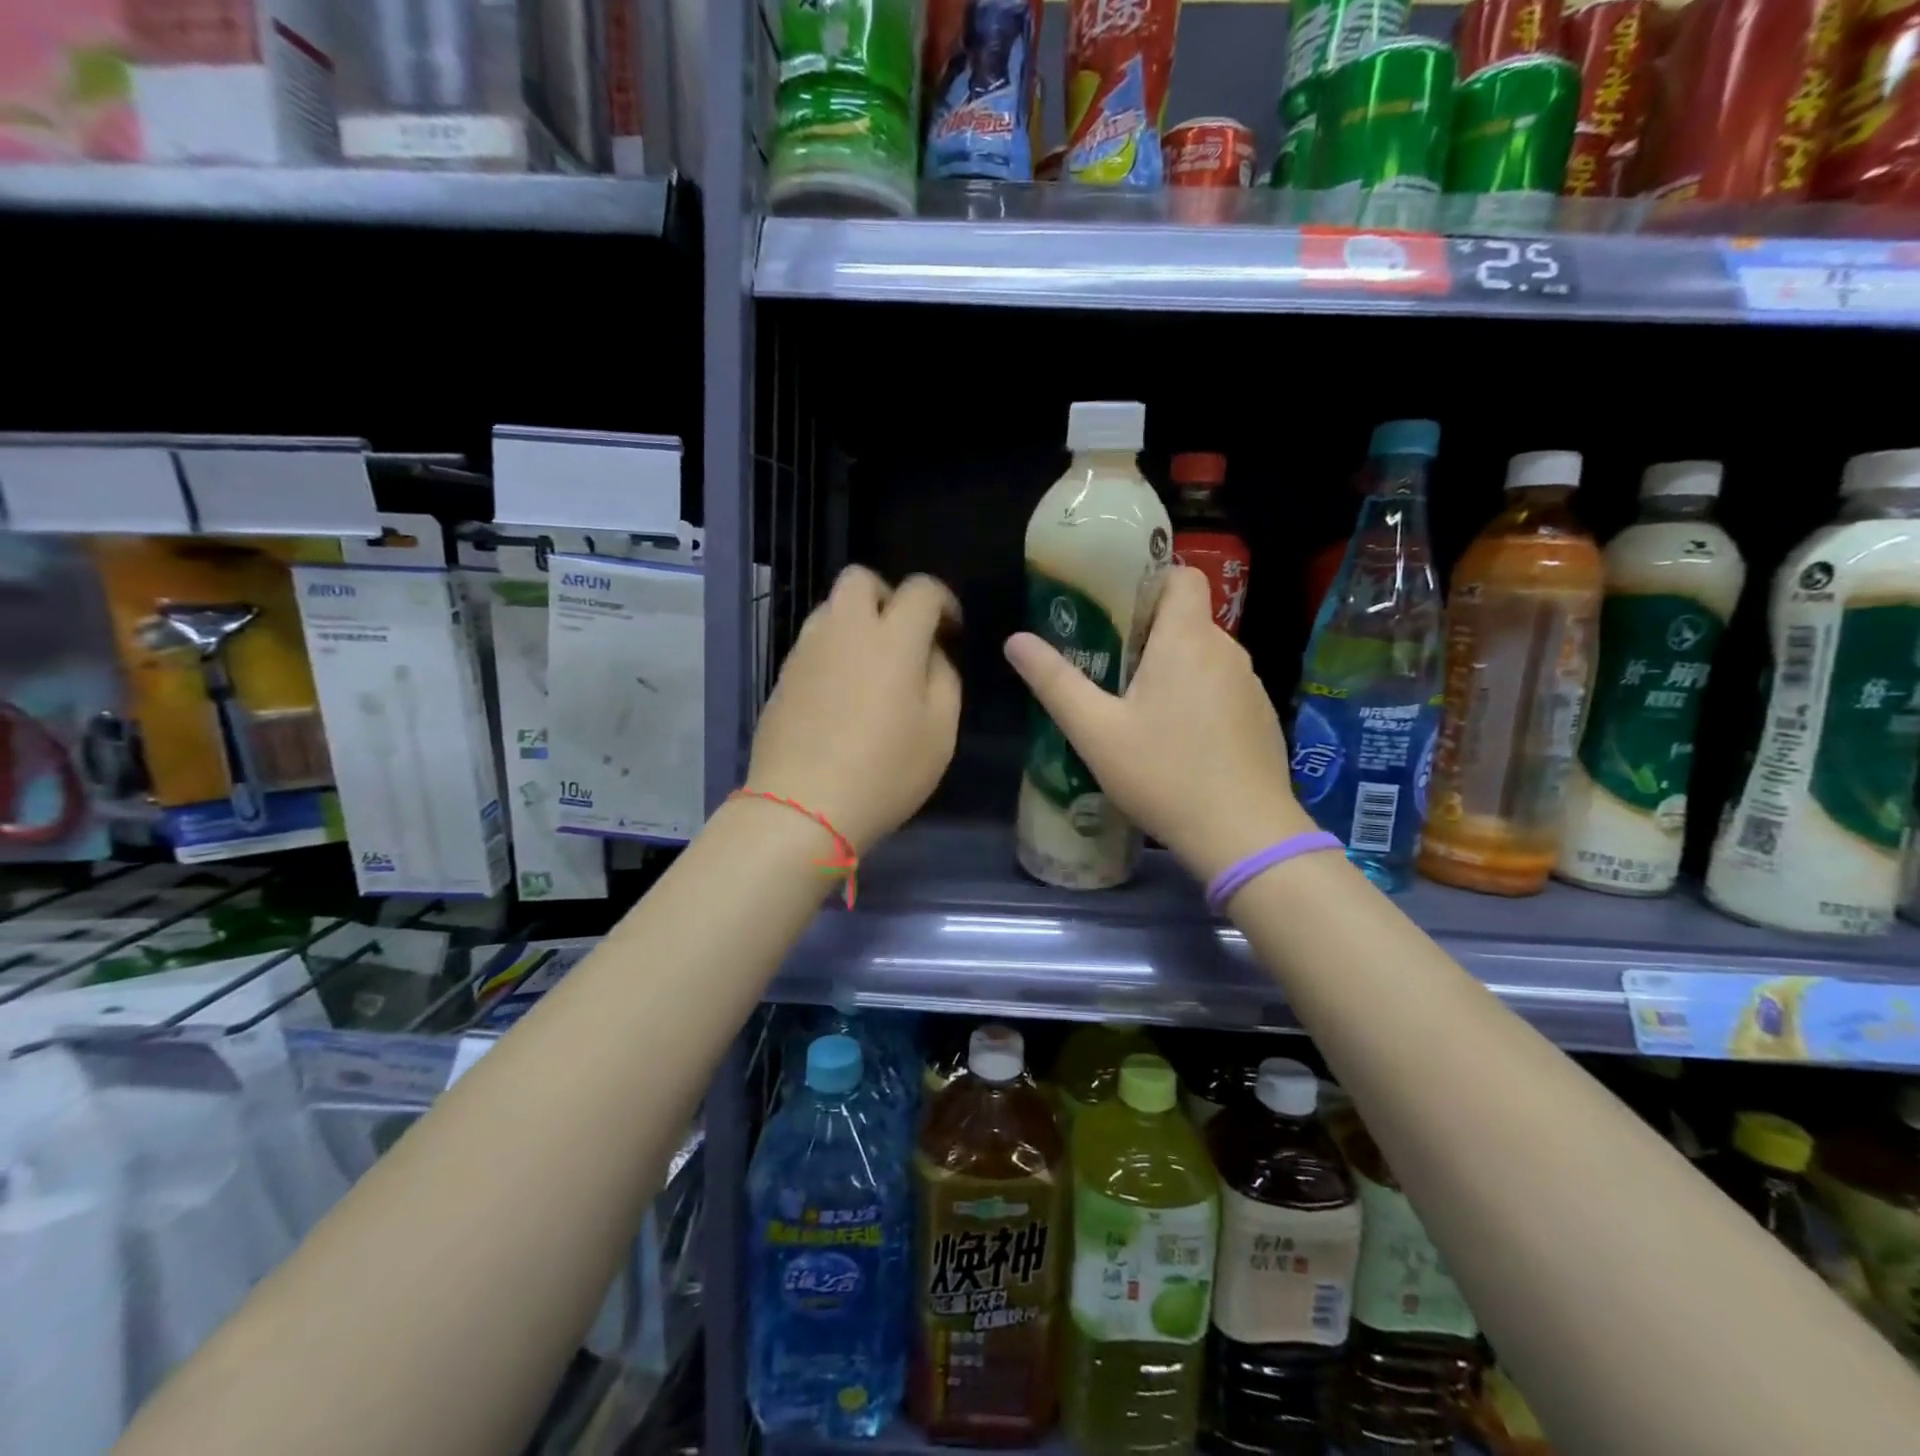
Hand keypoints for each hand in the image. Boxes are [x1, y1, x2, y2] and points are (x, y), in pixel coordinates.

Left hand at [746, 567, 961, 852]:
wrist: (801, 807)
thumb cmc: (884, 772)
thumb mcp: (940, 732)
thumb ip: (944, 678)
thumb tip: (931, 653)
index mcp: (893, 639)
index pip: (921, 589)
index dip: (943, 601)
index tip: (950, 629)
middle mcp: (845, 630)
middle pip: (860, 578)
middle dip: (888, 595)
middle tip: (903, 635)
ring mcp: (807, 650)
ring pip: (831, 608)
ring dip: (856, 622)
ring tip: (871, 666)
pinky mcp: (782, 675)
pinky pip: (813, 643)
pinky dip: (833, 651)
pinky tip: (842, 693)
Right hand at [1004, 566, 1312, 881]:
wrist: (1245, 835)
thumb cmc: (1164, 774)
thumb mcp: (1096, 731)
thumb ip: (1055, 682)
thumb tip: (1015, 640)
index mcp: (1188, 639)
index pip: (1180, 575)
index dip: (1147, 582)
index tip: (1112, 610)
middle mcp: (1227, 650)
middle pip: (1186, 618)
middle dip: (1147, 633)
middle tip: (1105, 664)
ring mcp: (1250, 685)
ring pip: (1204, 656)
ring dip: (1172, 668)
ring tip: (1135, 706)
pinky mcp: (1261, 718)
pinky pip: (1222, 688)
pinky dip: (1197, 697)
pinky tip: (1175, 740)